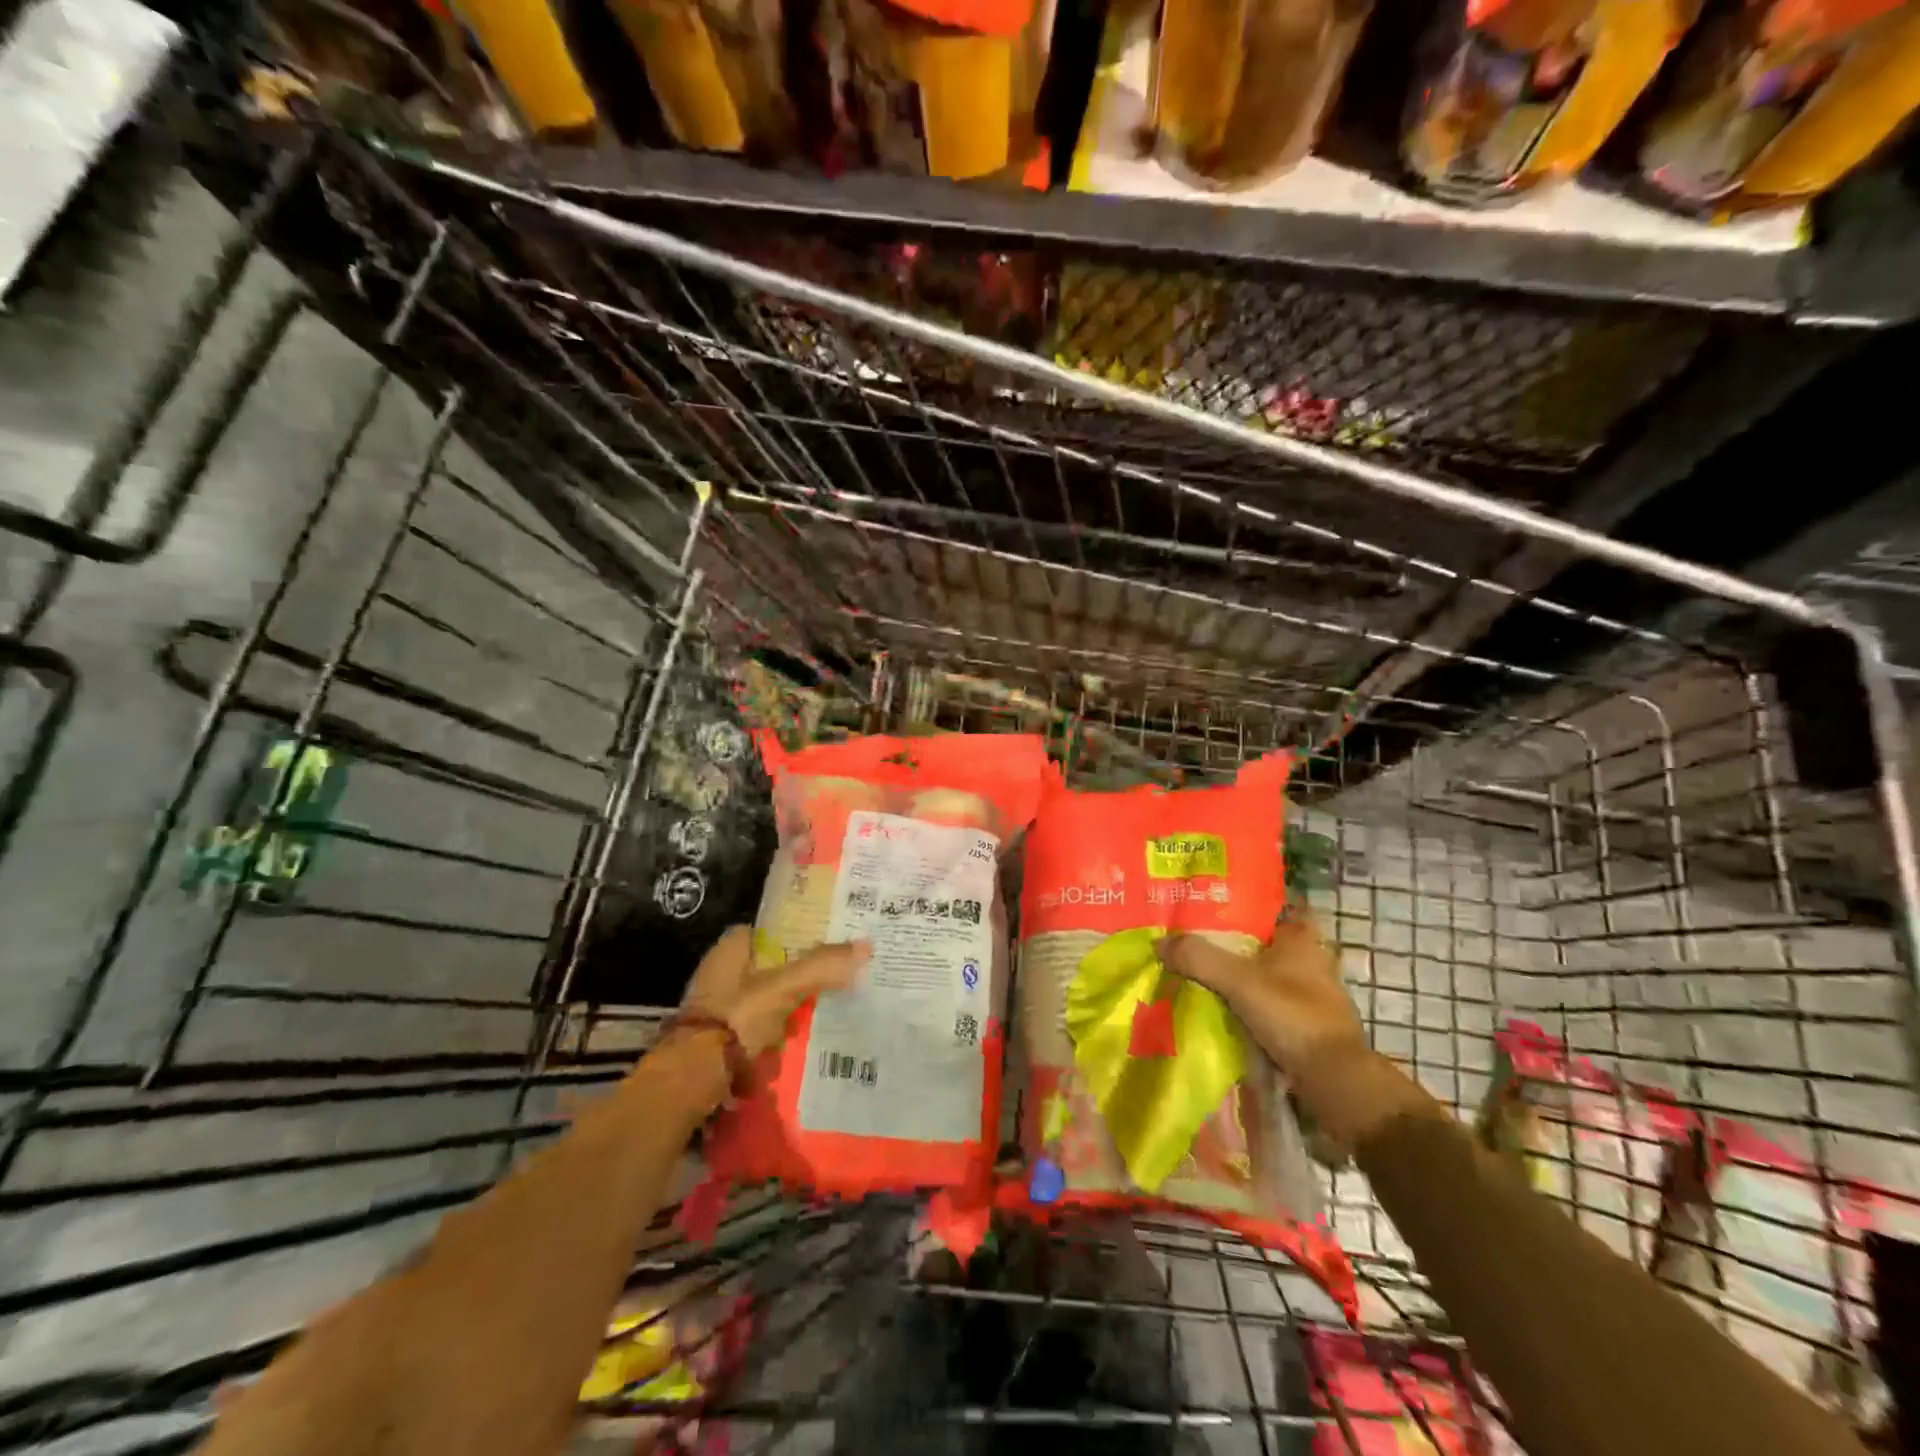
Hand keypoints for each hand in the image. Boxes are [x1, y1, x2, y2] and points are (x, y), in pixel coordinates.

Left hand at [680, 925, 869, 1057]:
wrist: (691, 1079)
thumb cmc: (736, 1019)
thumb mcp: (784, 987)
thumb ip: (822, 966)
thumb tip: (867, 945)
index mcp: (731, 949)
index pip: (772, 930)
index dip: (800, 933)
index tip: (830, 941)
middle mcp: (721, 973)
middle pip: (772, 966)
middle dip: (801, 974)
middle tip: (840, 977)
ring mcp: (720, 1009)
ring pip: (768, 1000)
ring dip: (793, 1007)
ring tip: (834, 1009)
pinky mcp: (721, 1041)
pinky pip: (761, 1030)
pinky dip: (781, 1034)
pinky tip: (808, 1039)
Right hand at [1159, 912, 1433, 1147]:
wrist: (1333, 1079)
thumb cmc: (1292, 1014)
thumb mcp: (1238, 980)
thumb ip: (1199, 958)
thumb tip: (1159, 942)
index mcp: (1302, 938)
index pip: (1280, 904)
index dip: (1252, 901)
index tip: (1219, 900)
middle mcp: (1312, 960)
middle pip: (1268, 940)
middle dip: (1238, 939)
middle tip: (1198, 935)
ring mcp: (1311, 994)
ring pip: (1268, 972)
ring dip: (1242, 973)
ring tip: (1202, 970)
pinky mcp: (1307, 1022)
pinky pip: (1270, 1001)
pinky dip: (1249, 1001)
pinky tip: (1222, 1005)